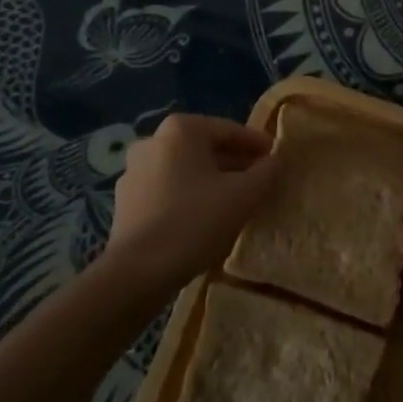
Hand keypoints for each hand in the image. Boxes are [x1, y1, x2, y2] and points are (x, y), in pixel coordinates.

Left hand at [108, 114, 278, 286]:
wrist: (137, 272)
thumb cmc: (195, 221)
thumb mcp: (244, 195)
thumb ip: (266, 172)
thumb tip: (276, 160)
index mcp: (180, 129)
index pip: (230, 130)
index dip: (258, 145)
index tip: (277, 159)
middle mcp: (153, 140)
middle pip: (206, 148)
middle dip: (235, 163)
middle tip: (260, 180)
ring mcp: (134, 171)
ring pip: (186, 169)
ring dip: (212, 180)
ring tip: (236, 201)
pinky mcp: (126, 201)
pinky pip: (167, 189)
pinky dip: (189, 196)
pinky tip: (205, 218)